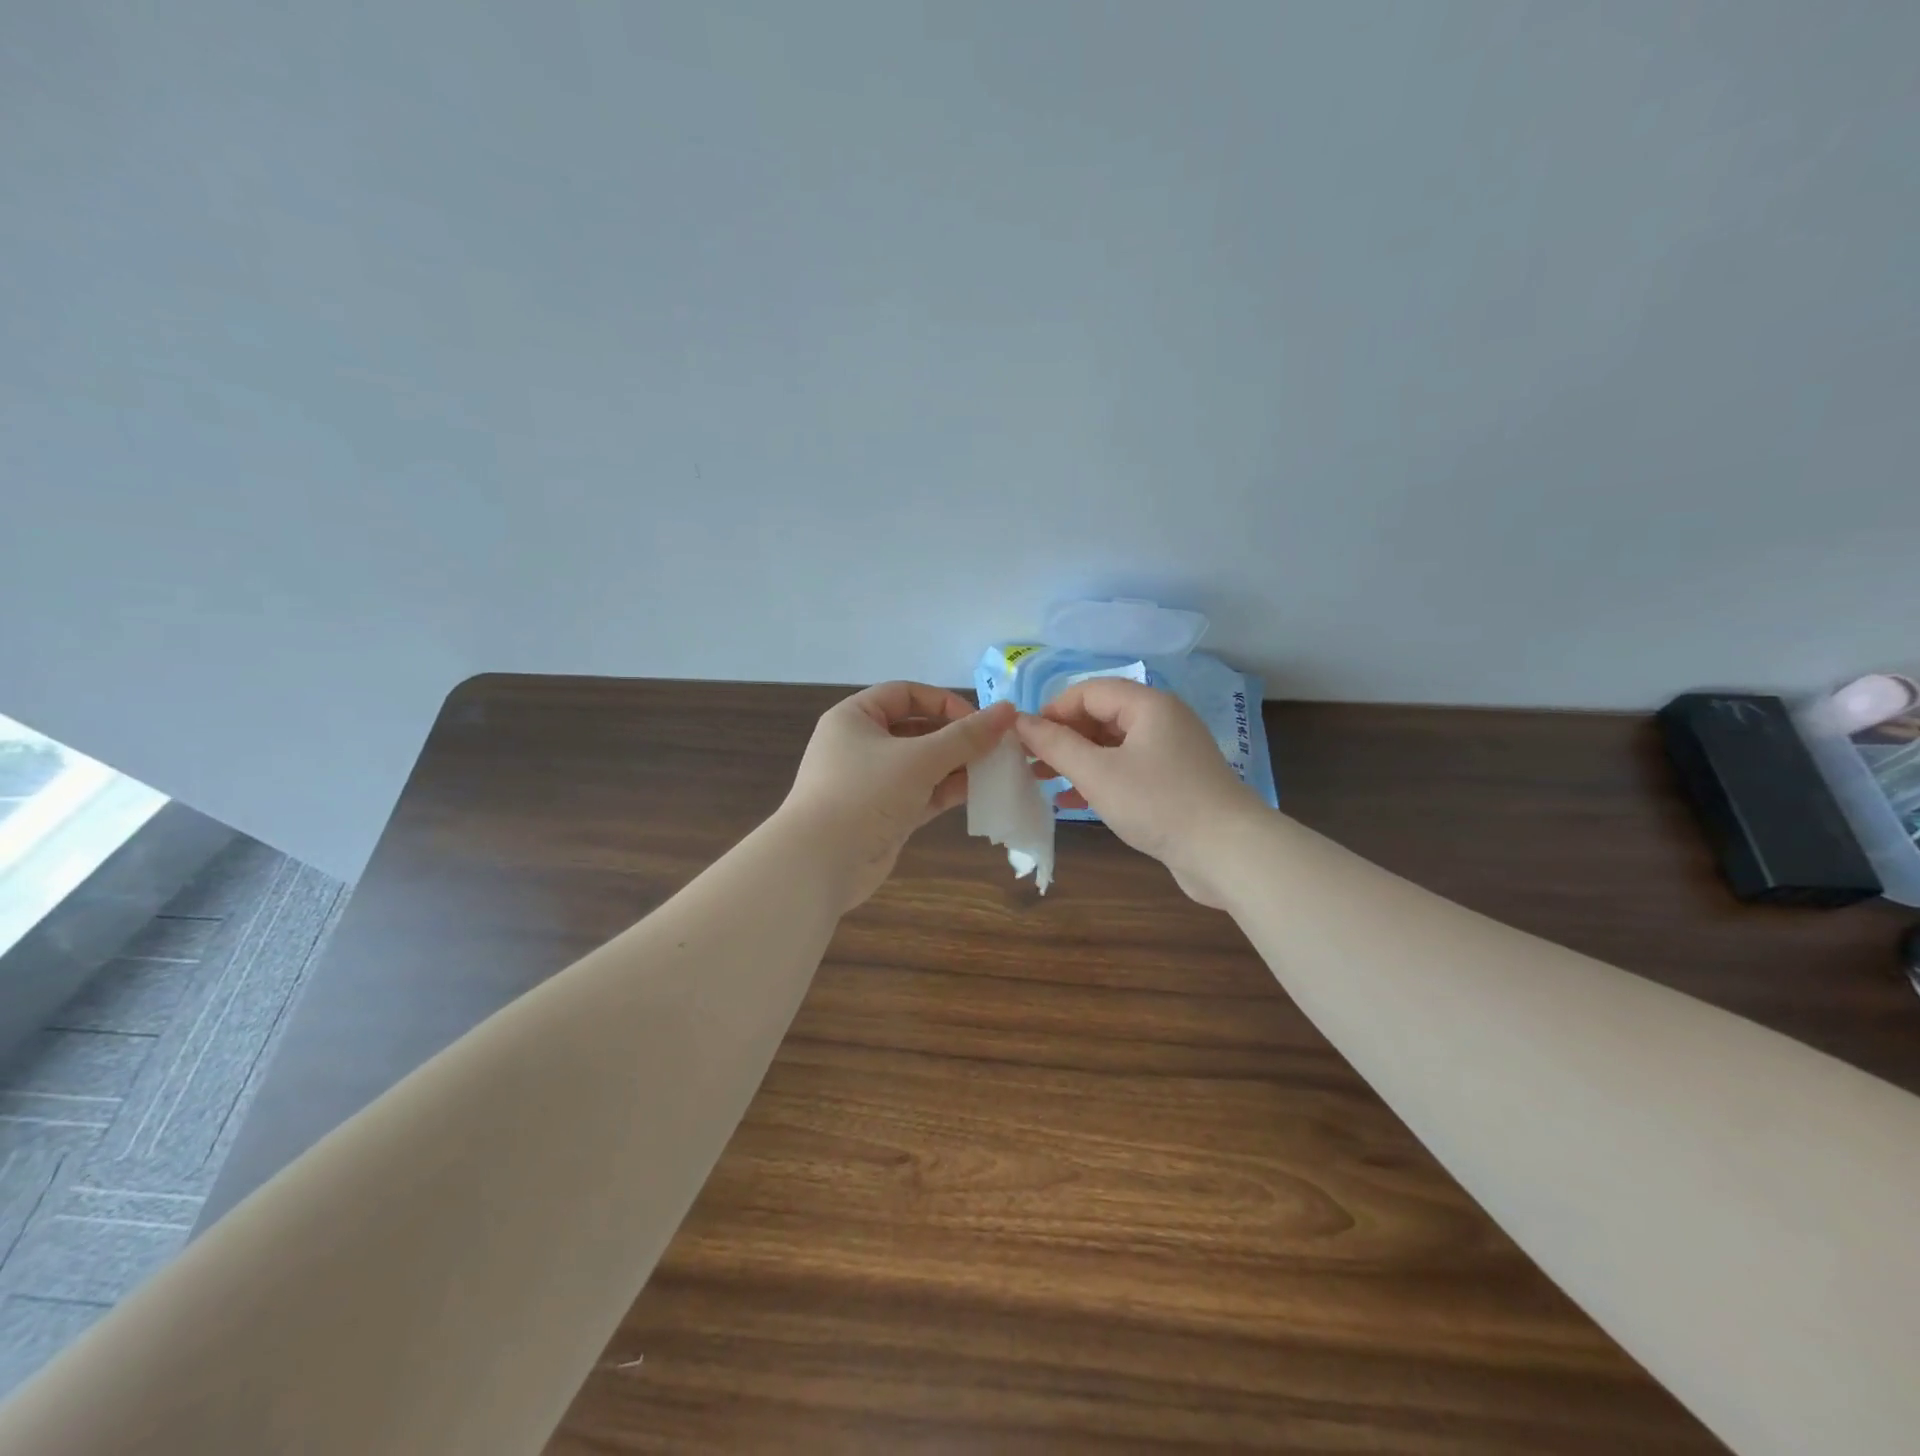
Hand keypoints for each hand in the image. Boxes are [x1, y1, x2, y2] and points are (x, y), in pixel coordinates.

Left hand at [779, 682, 1016, 911]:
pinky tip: (981, 792)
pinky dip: (947, 791)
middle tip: (996, 747)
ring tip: (996, 770)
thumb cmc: (865, 794)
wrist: (820, 864)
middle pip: (917, 729)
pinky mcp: (884, 814)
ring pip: (923, 764)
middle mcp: (861, 744)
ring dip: (957, 766)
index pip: (906, 694)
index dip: (944, 702)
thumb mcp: (919, 758)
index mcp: (855, 717)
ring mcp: (873, 782)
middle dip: (957, 737)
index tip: (980, 722)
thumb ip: (966, 736)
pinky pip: (922, 793)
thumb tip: (1008, 710)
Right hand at [1015, 679, 1265, 907]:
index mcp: (1148, 705)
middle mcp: (1161, 721)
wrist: (1228, 852)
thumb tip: (1020, 721)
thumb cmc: (1159, 803)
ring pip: (1111, 746)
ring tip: (1042, 781)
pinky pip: (1126, 770)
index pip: (1088, 691)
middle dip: (1062, 737)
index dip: (1052, 710)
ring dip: (1076, 760)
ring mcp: (1170, 753)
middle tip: (1029, 762)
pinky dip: (1098, 780)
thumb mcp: (1097, 773)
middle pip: (1100, 716)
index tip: (1024, 739)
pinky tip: (1071, 802)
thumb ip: (1055, 745)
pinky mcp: (1173, 783)